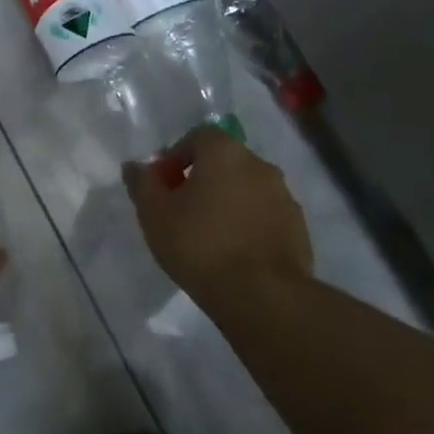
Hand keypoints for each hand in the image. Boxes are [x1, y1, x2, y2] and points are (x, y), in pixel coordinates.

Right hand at [123, 126, 311, 300]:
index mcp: (225, 151)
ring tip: (210, 235)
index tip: (164, 186)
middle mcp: (259, 164)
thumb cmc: (200, 245)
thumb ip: (142, 183)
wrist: (263, 296)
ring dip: (228, 201)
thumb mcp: (154, 214)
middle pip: (224, 162)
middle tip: (182, 210)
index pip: (197, 137)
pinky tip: (235, 252)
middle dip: (202, 179)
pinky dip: (249, 224)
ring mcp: (284, 196)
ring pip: (247, 189)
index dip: (176, 157)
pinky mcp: (299, 228)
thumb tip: (134, 165)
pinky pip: (265, 215)